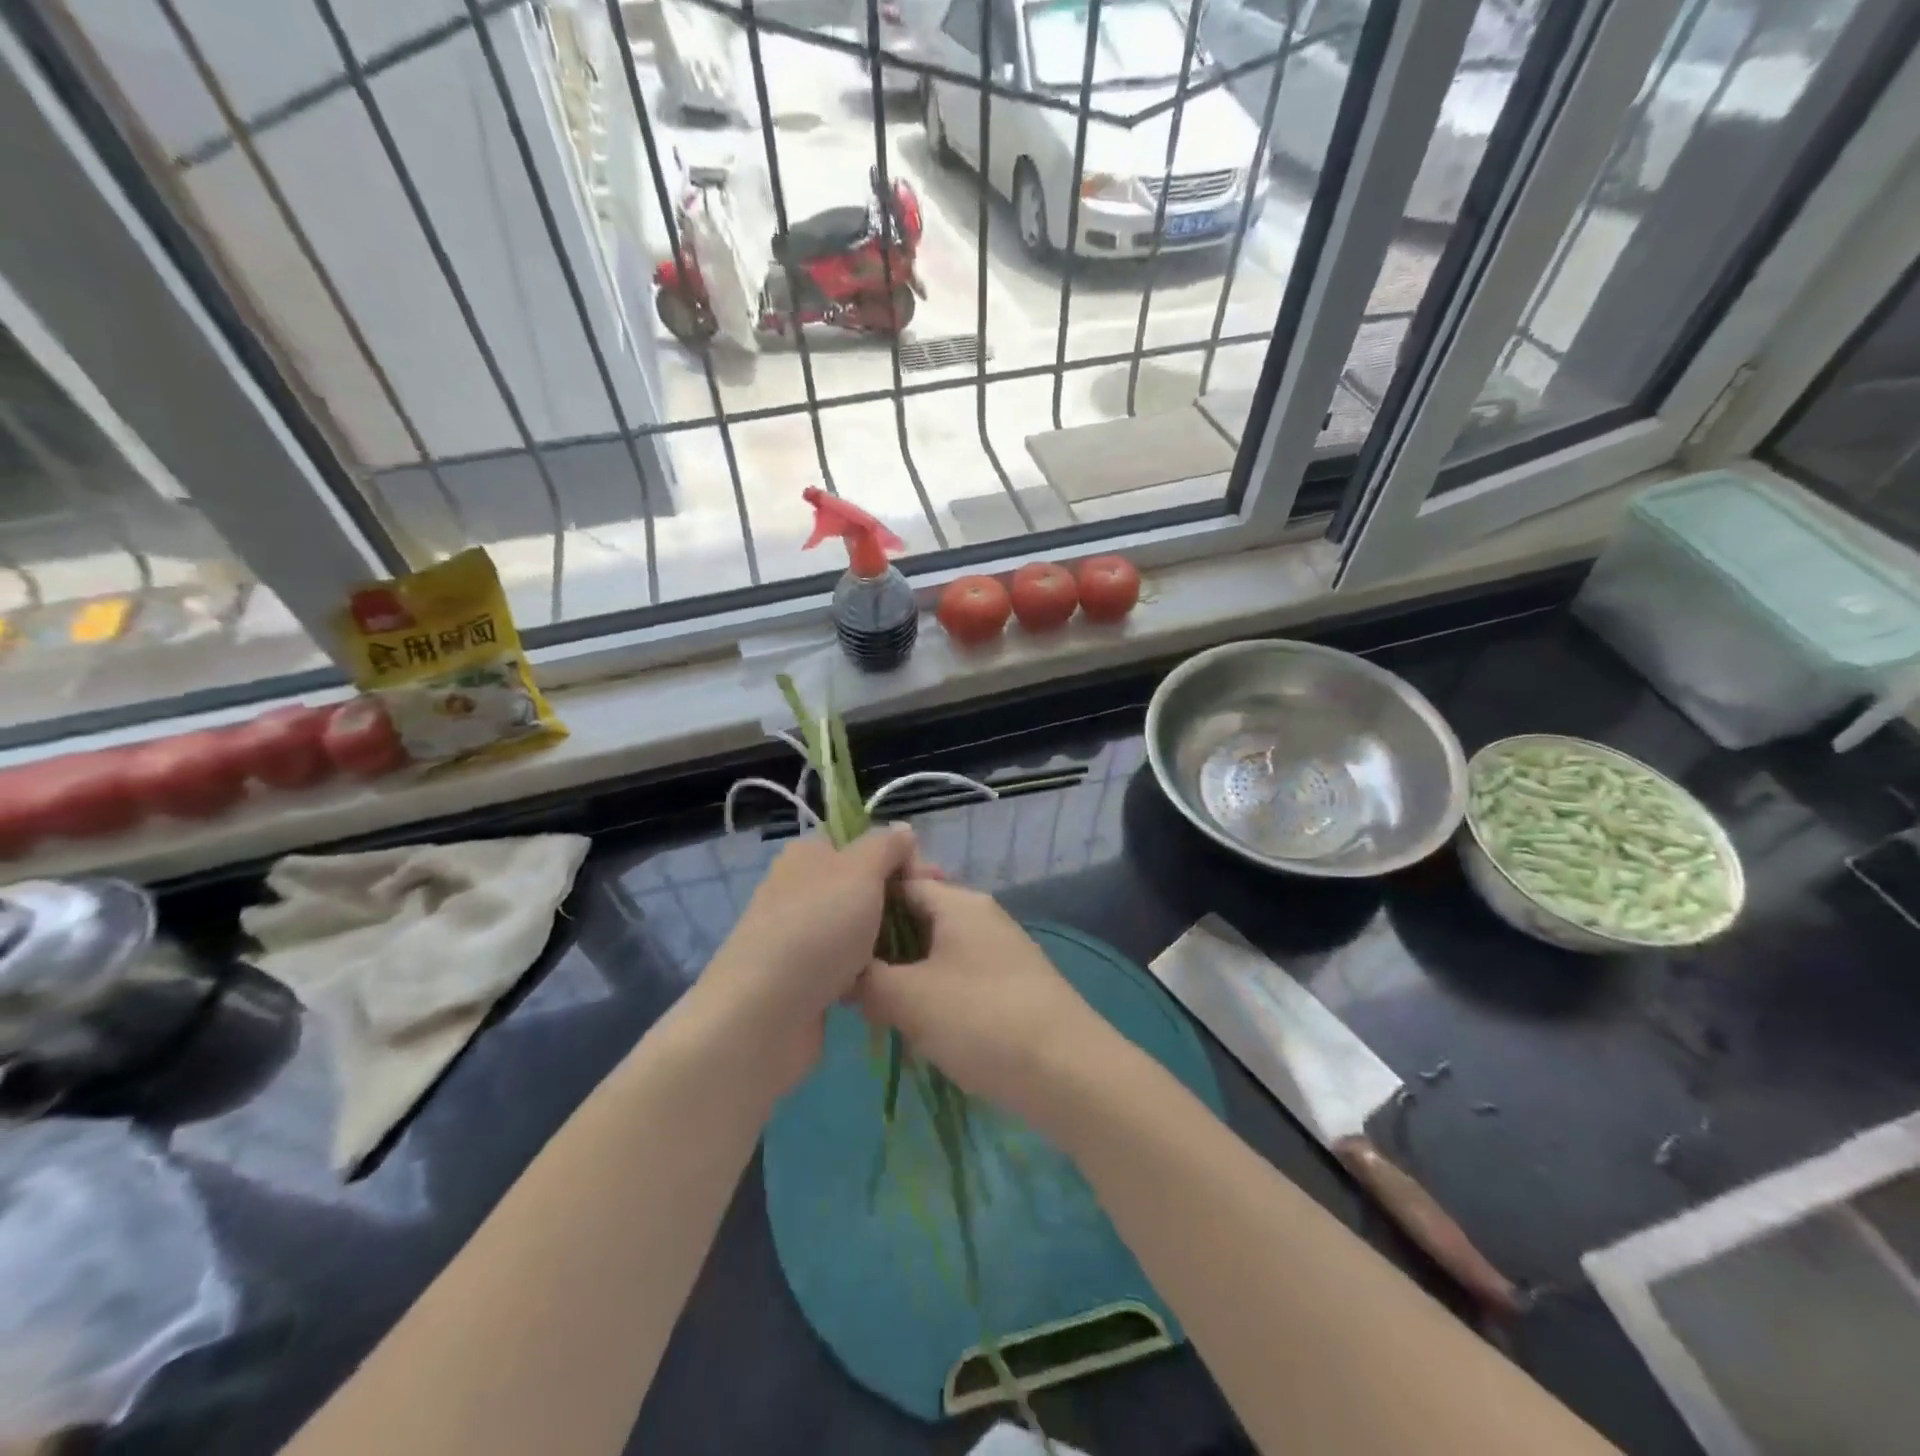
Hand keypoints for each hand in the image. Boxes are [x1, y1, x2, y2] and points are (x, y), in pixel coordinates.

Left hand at [698, 825, 921, 1093]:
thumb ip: (886, 846)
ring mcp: (802, 936)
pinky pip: (850, 966)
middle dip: (901, 899)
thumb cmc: (817, 929)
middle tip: (935, 918)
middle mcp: (802, 890)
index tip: (934, 879)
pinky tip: (893, 981)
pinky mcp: (806, 979)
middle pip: (864, 886)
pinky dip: (869, 972)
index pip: (863, 843)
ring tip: (923, 953)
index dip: (900, 856)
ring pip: (860, 929)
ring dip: (888, 940)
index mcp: (809, 855)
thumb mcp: (860, 872)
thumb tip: (903, 830)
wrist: (763, 1016)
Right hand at [856, 879, 1114, 1129]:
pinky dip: (933, 996)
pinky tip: (918, 1030)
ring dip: (906, 978)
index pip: (899, 883)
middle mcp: (981, 916)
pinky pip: (958, 978)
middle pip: (917, 917)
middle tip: (849, 983)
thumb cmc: (981, 1020)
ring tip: (876, 1011)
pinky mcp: (1010, 986)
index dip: (862, 908)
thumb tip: (843, 974)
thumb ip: (865, 980)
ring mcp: (999, 951)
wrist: (1068, 1072)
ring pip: (935, 952)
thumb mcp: (908, 998)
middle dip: (882, 949)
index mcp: (957, 902)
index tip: (831, 940)